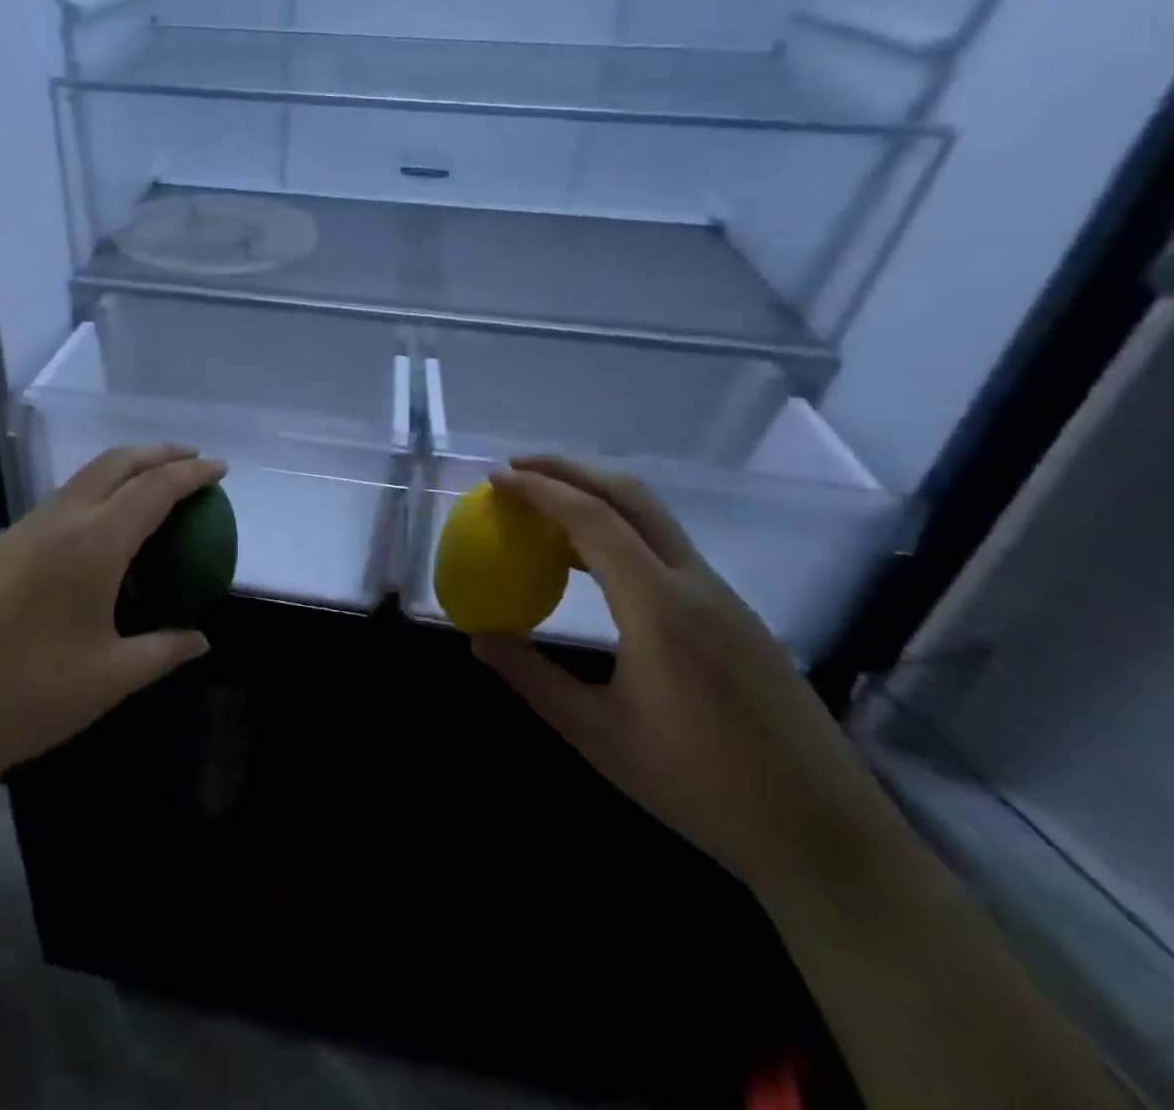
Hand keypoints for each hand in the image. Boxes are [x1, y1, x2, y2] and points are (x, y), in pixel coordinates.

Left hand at [0, 444, 225, 786]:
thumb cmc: (26, 696)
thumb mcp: (109, 677)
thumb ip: (162, 651)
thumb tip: (200, 640)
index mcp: (93, 544)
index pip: (155, 490)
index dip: (191, 474)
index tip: (220, 469)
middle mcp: (58, 521)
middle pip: (115, 465)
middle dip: (158, 454)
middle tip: (190, 461)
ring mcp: (22, 531)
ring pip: (82, 481)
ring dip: (122, 472)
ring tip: (149, 489)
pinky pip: (58, 505)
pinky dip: (92, 498)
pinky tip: (97, 533)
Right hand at [471, 458, 912, 900]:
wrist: (826, 838)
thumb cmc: (702, 787)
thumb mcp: (599, 734)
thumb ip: (533, 678)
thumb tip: (479, 637)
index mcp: (659, 607)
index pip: (592, 520)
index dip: (540, 491)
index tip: (496, 478)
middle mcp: (695, 585)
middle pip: (631, 496)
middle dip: (570, 470)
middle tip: (518, 469)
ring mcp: (724, 598)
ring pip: (655, 519)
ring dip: (597, 498)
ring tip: (545, 508)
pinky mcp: (737, 617)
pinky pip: (669, 550)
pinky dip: (622, 531)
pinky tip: (595, 564)